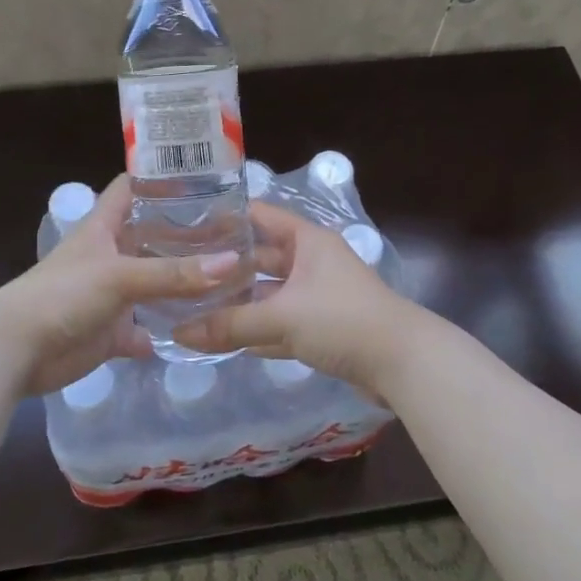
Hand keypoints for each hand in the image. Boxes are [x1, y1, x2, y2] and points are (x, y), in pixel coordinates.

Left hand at [0, 175, 241, 395]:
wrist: (17, 351)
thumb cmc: (63, 295)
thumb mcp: (120, 276)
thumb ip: (174, 273)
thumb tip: (232, 263)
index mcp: (105, 226)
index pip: (133, 187)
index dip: (162, 178)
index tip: (204, 176)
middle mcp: (111, 254)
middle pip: (152, 236)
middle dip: (187, 235)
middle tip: (236, 233)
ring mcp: (111, 294)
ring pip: (154, 283)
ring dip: (182, 284)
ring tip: (231, 277)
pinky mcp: (111, 331)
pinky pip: (146, 328)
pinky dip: (166, 330)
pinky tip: (200, 328)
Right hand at [173, 202, 422, 395]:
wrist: (402, 363)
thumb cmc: (342, 320)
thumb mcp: (282, 317)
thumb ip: (230, 324)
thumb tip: (178, 333)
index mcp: (307, 241)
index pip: (260, 216)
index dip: (226, 218)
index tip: (186, 226)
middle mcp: (312, 261)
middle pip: (261, 258)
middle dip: (227, 267)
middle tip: (183, 273)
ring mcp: (318, 295)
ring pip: (270, 294)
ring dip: (240, 302)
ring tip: (194, 306)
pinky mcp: (322, 327)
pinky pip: (280, 322)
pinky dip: (258, 329)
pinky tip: (225, 338)